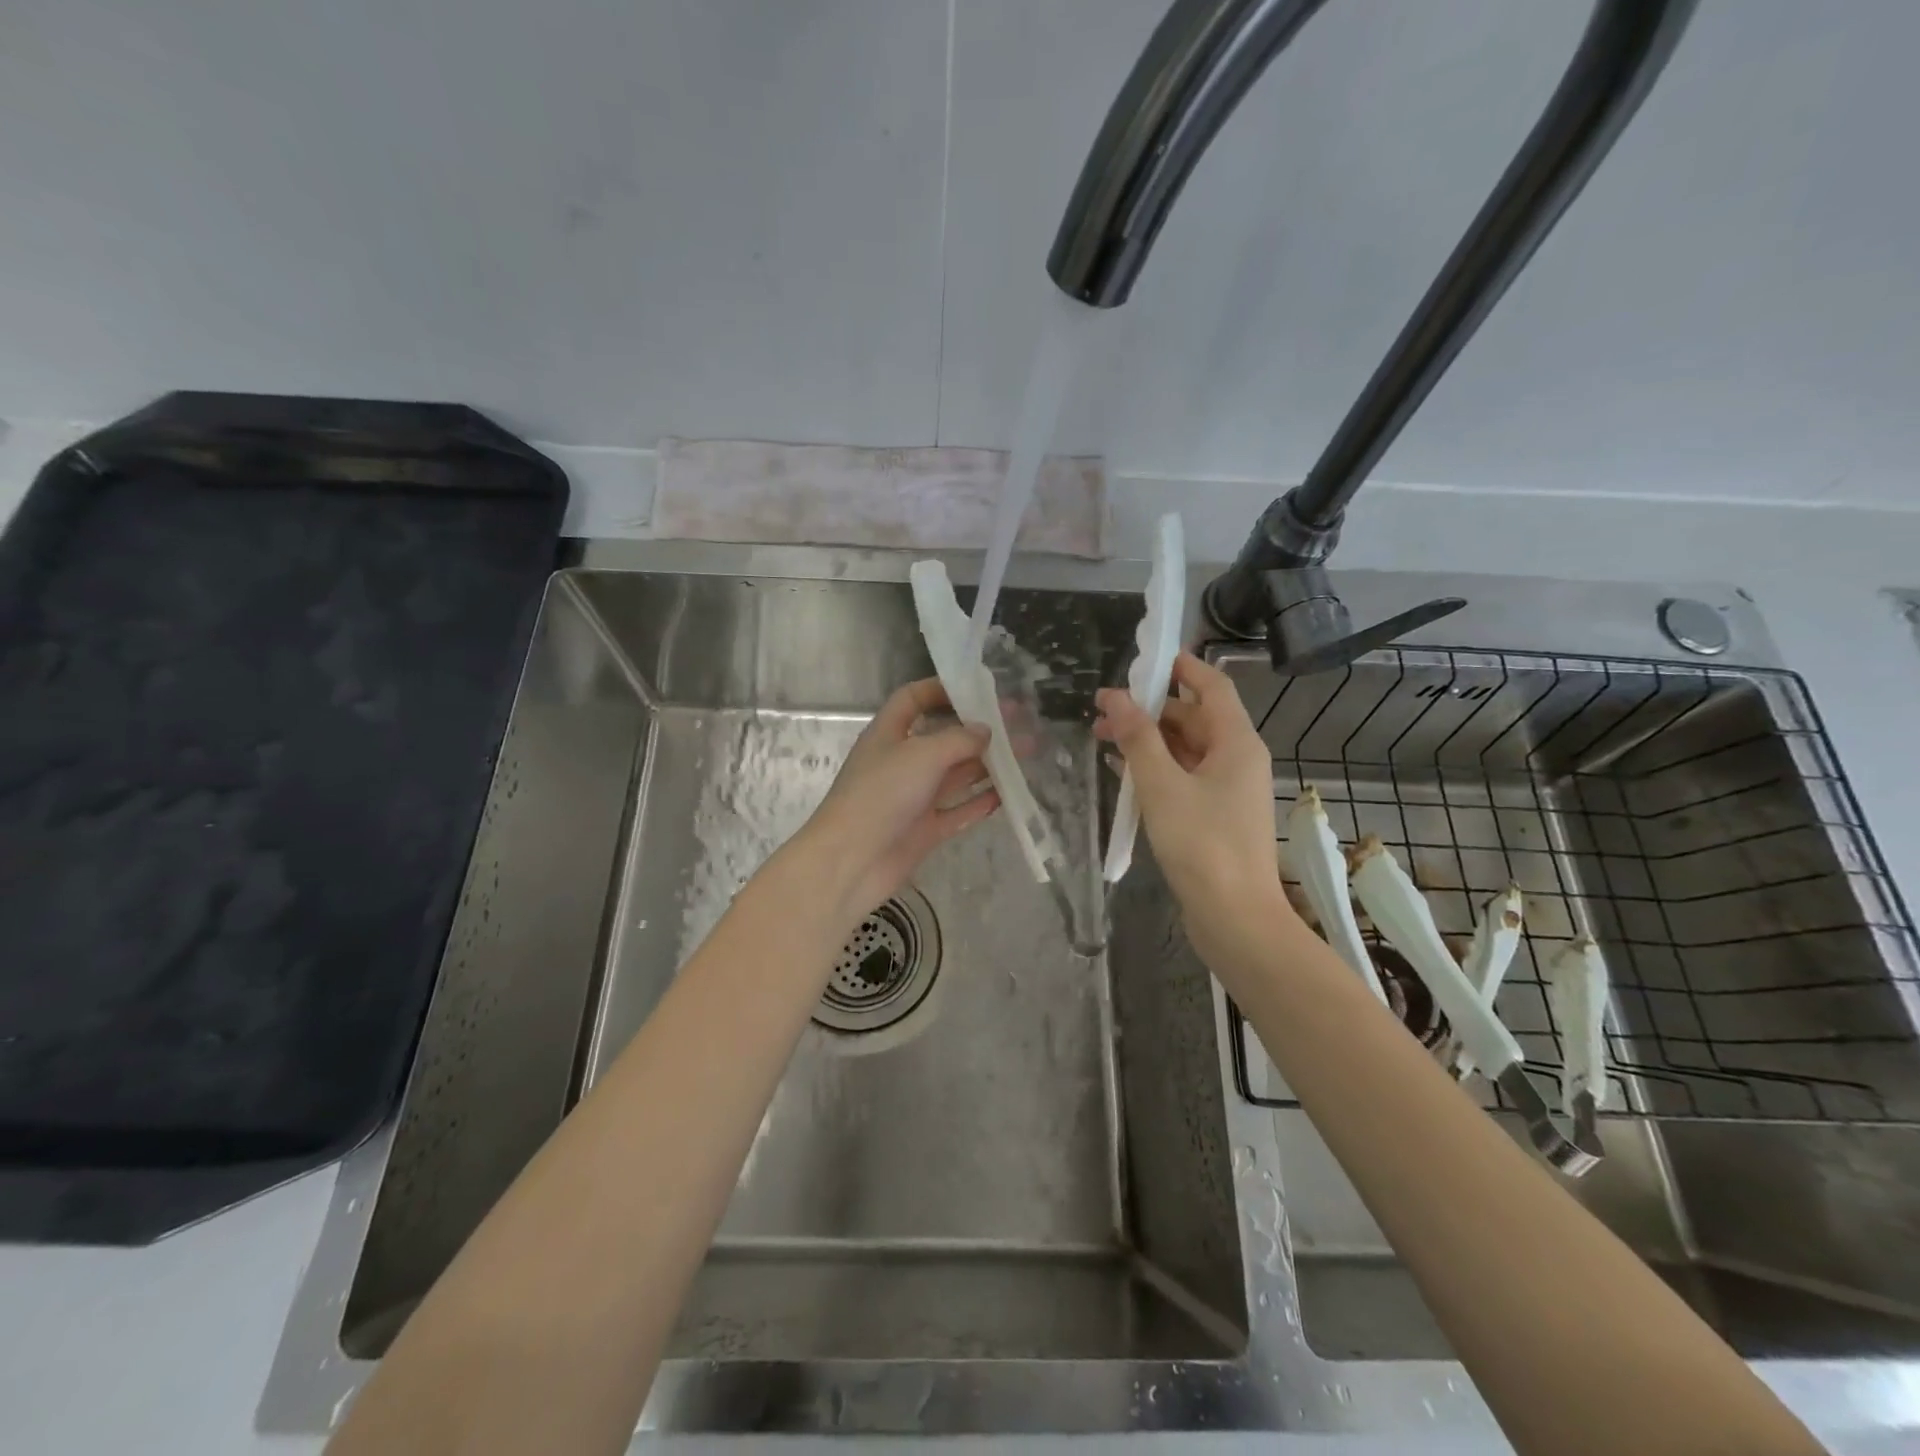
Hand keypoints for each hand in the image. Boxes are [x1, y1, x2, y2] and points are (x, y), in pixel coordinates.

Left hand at [799, 678, 999, 920]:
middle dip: (979, 730)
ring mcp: (914, 797)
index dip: (941, 690)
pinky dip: (980, 801)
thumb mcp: (922, 755)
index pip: (913, 699)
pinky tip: (1008, 794)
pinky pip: (958, 810)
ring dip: (989, 764)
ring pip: (956, 774)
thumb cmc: (882, 794)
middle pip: (943, 737)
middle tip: (1018, 722)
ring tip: (1026, 754)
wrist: (851, 861)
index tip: (978, 689)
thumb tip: (985, 731)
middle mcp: (902, 761)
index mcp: (889, 733)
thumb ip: (958, 739)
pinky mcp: (925, 829)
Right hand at [1094, 652, 1283, 928]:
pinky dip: (1157, 770)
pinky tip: (1124, 775)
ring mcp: (1229, 789)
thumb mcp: (1162, 785)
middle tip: (1103, 712)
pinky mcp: (1217, 815)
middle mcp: (1238, 759)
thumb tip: (1114, 696)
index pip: (1211, 686)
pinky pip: (1185, 777)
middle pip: (1194, 718)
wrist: (1235, 917)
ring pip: (1186, 750)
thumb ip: (1137, 738)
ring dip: (1149, 741)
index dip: (1180, 668)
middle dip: (1149, 710)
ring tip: (1103, 740)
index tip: (1141, 660)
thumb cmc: (1202, 844)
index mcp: (1236, 742)